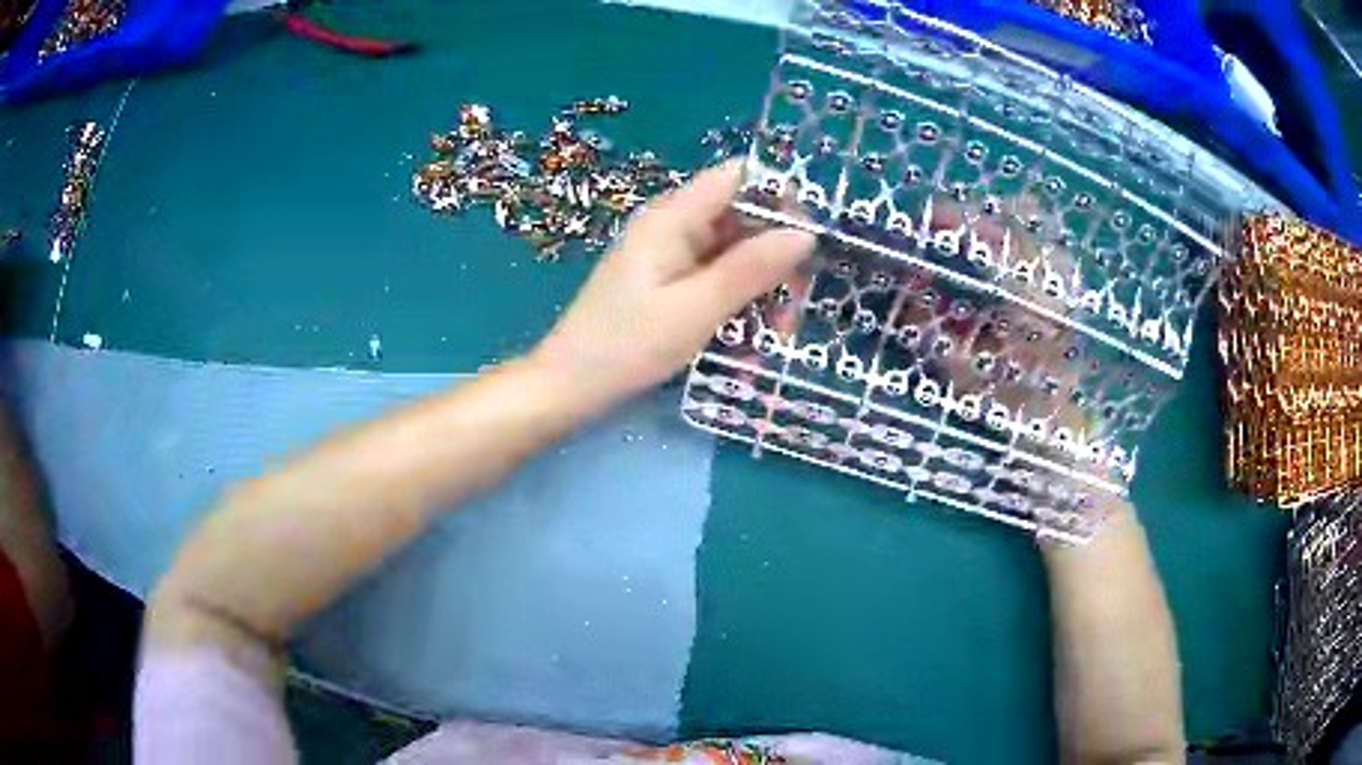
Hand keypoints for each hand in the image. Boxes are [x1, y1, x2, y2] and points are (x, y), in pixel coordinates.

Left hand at [531, 161, 815, 414]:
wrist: (571, 386)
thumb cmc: (628, 346)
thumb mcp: (697, 309)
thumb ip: (751, 269)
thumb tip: (806, 233)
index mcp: (673, 217)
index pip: (738, 178)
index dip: (779, 198)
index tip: (809, 242)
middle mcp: (673, 226)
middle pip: (742, 217)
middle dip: (776, 256)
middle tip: (795, 307)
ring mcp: (670, 255)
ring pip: (735, 253)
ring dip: (762, 287)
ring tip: (776, 335)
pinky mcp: (669, 282)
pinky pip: (716, 278)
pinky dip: (738, 301)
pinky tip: (750, 339)